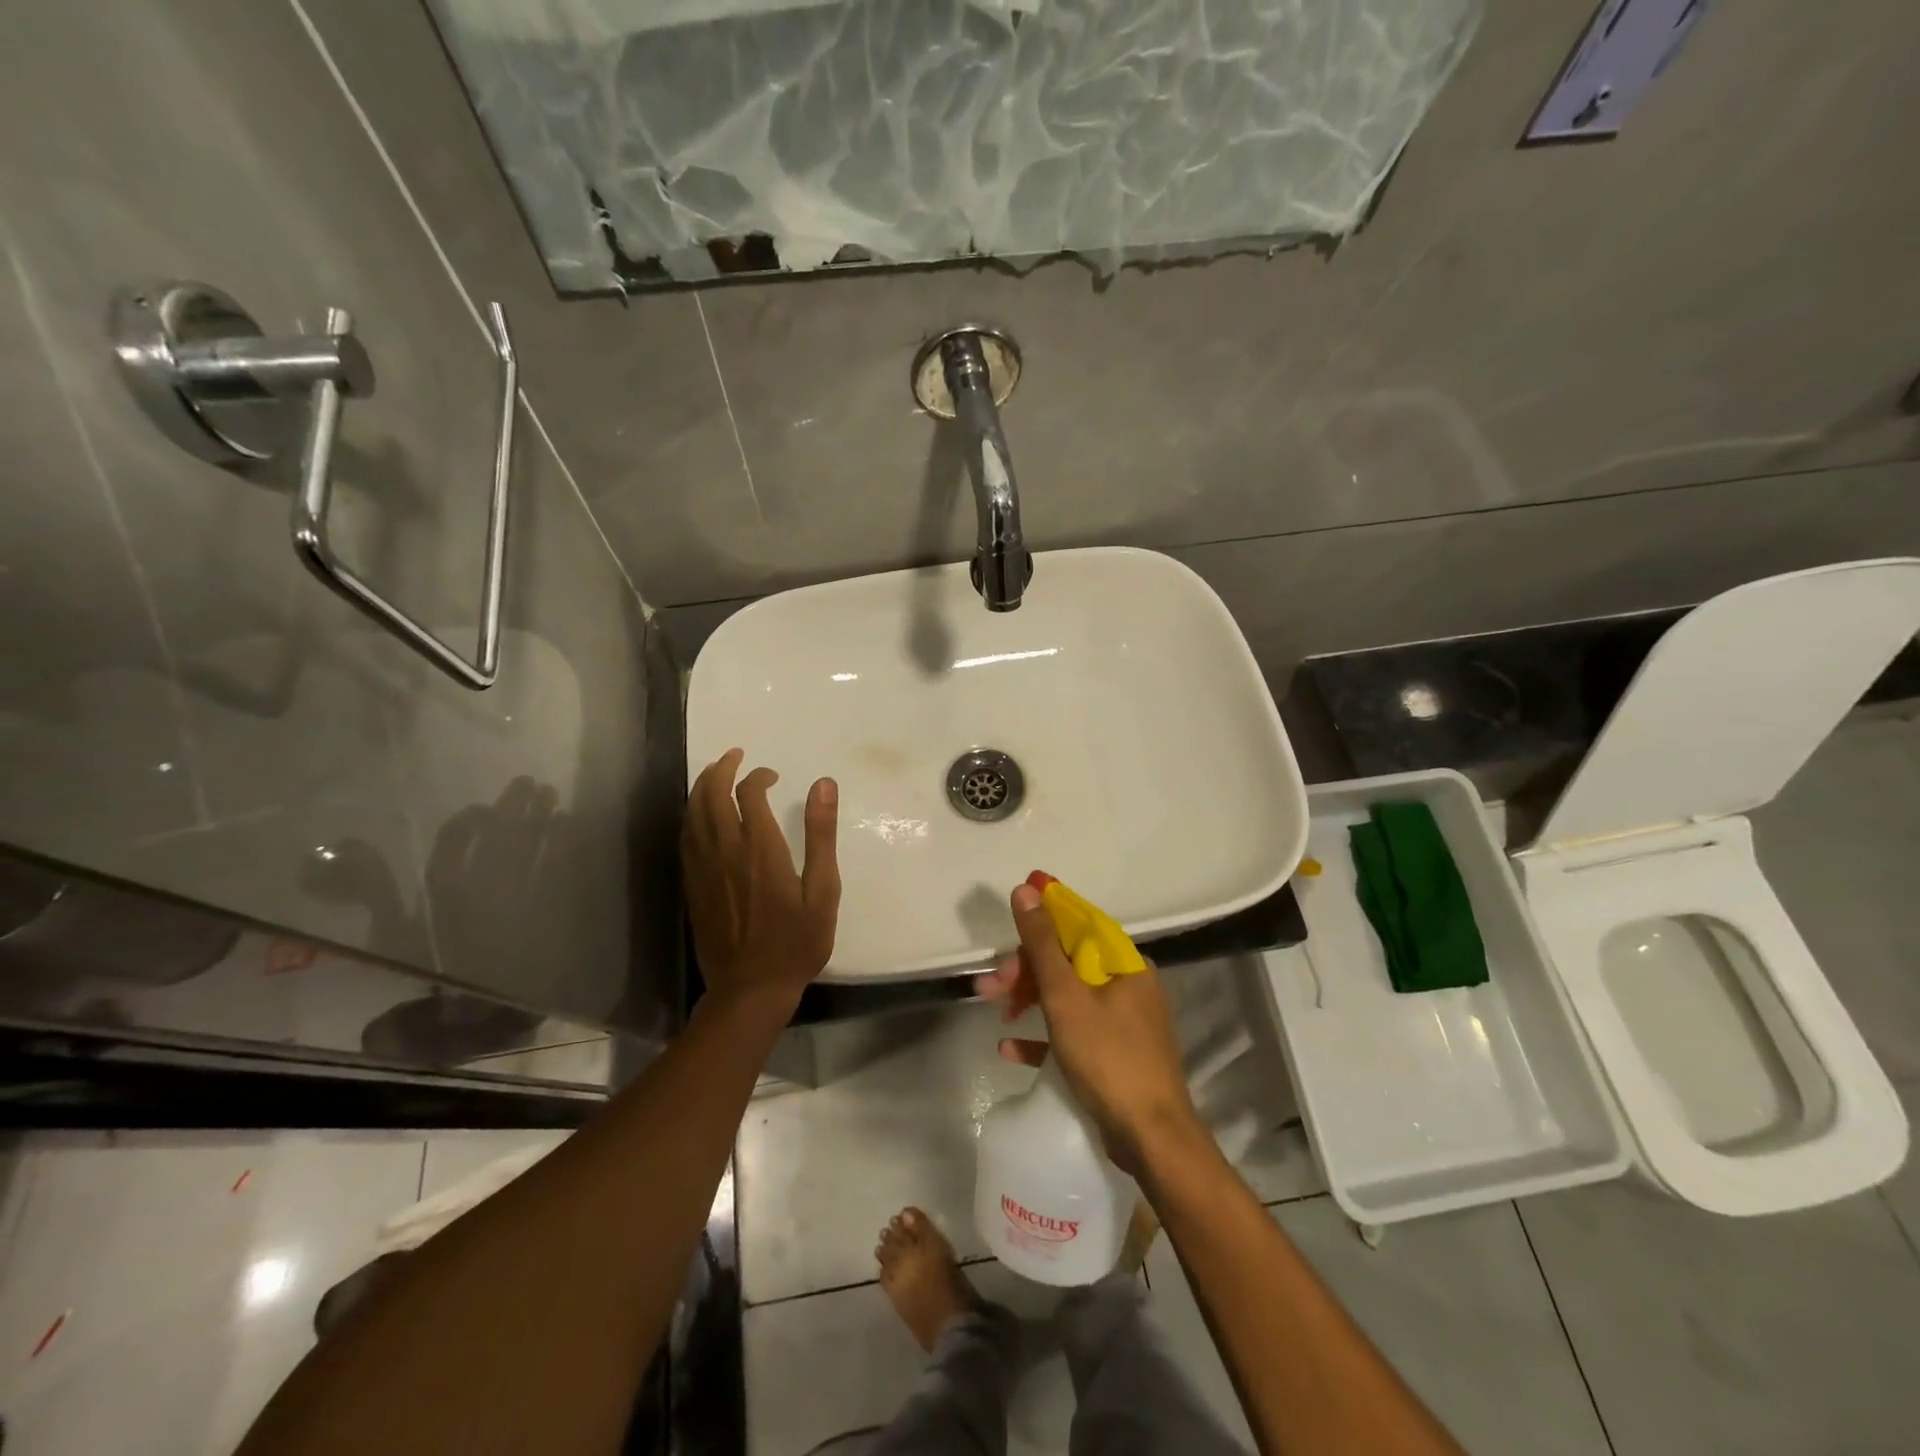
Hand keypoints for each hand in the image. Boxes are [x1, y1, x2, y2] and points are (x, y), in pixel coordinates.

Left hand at [682, 749, 840, 1012]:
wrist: (750, 989)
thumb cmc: (796, 942)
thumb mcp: (823, 890)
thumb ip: (820, 835)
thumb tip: (823, 784)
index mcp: (760, 848)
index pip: (749, 793)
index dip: (758, 776)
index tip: (772, 776)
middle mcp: (725, 850)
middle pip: (712, 794)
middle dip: (722, 769)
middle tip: (735, 757)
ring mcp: (703, 868)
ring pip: (693, 813)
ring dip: (702, 787)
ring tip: (714, 773)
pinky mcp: (691, 885)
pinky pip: (684, 837)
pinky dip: (691, 815)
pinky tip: (699, 814)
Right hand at [975, 883, 1199, 1173]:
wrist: (1152, 1139)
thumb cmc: (1108, 1058)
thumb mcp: (1066, 996)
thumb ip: (1043, 943)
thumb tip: (1026, 890)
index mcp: (1124, 965)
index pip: (1079, 925)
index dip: (1044, 915)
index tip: (1012, 909)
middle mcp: (1128, 986)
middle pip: (1068, 963)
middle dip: (1026, 970)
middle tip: (991, 987)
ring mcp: (1123, 1022)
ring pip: (1067, 997)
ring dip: (1029, 1001)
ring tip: (996, 1014)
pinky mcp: (1115, 1055)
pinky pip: (1073, 1034)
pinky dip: (1043, 1037)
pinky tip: (1010, 1048)